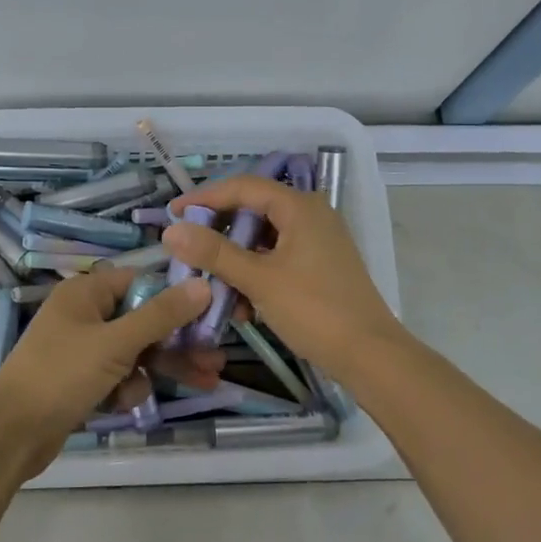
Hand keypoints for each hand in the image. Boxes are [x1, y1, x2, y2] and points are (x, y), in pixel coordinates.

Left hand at [0, 268, 213, 477]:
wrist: (10, 434)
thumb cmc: (61, 376)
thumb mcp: (116, 343)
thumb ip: (161, 315)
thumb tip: (203, 284)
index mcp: (86, 293)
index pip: (141, 283)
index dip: (176, 298)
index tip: (211, 315)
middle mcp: (85, 315)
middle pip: (144, 320)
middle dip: (179, 342)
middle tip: (216, 359)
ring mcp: (82, 349)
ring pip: (136, 352)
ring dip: (158, 368)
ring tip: (203, 383)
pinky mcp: (81, 380)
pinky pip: (118, 375)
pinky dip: (127, 388)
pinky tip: (123, 404)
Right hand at [162, 176, 401, 377]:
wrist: (369, 355)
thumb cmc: (314, 310)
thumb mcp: (259, 280)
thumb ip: (214, 253)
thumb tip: (171, 231)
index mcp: (300, 207)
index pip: (243, 186)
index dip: (205, 197)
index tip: (173, 213)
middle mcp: (310, 215)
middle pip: (253, 211)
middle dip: (219, 234)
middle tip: (189, 251)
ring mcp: (317, 242)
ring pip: (263, 240)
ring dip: (236, 261)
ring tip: (214, 286)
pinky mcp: (318, 267)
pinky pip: (277, 259)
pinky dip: (256, 275)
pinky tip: (243, 307)